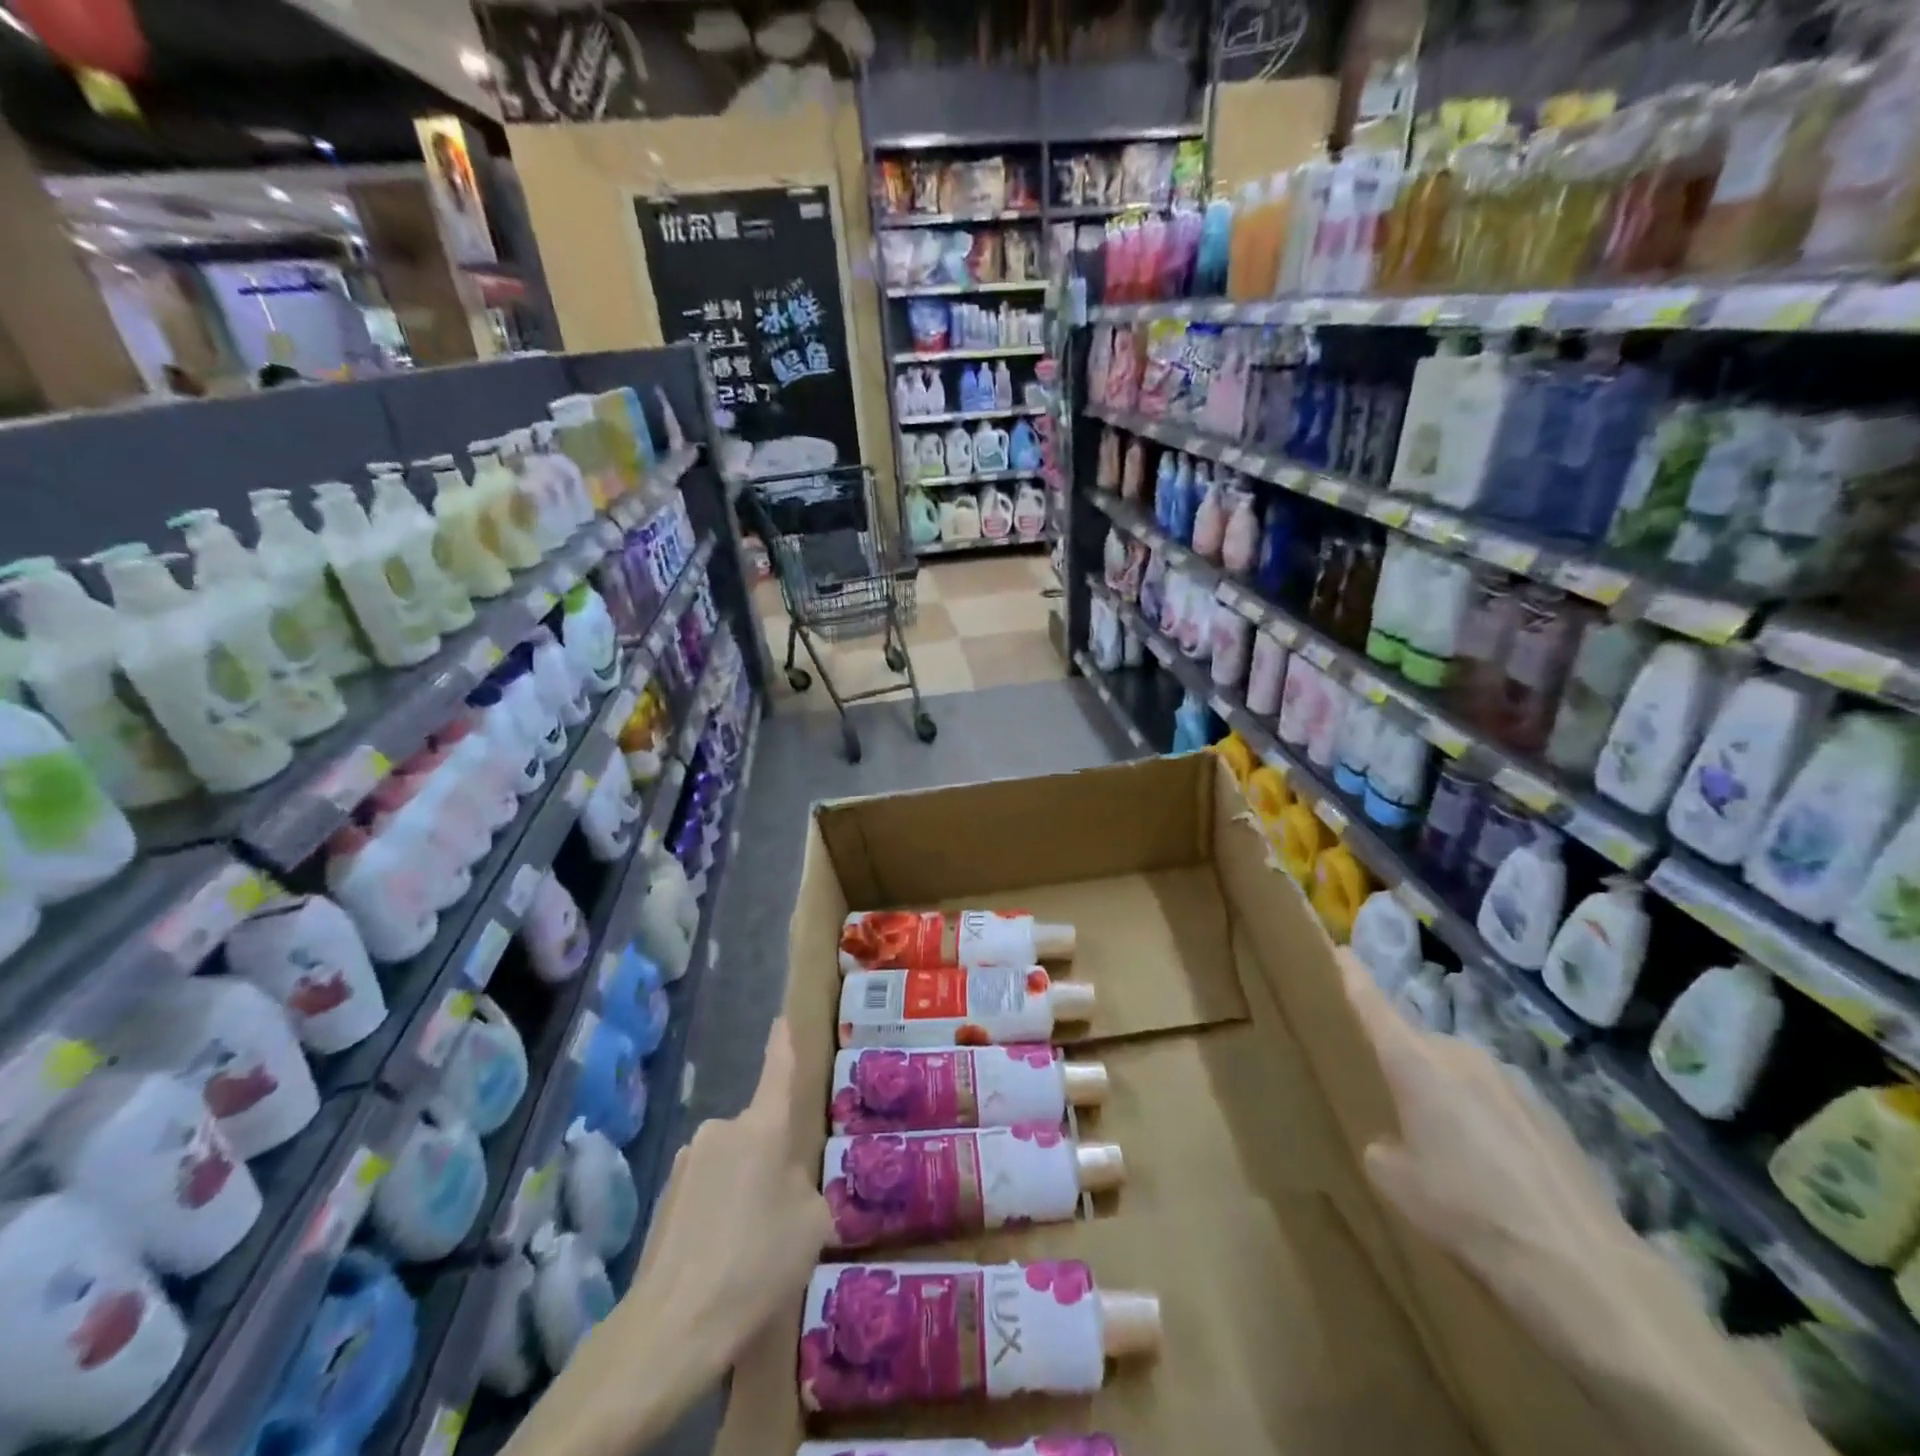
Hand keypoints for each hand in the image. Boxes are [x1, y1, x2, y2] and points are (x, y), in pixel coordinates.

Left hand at [625, 1015, 834, 1372]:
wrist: (671, 1328)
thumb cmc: (756, 1263)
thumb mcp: (811, 1224)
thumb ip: (807, 1191)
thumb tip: (788, 1189)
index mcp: (762, 1127)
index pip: (777, 1071)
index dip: (783, 1044)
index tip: (782, 1019)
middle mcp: (721, 1130)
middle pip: (758, 1133)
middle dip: (771, 1162)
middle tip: (783, 1215)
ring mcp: (687, 1163)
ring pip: (732, 1165)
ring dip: (743, 1191)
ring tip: (749, 1250)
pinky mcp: (664, 1198)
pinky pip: (706, 1193)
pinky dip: (718, 1215)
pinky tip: (720, 1262)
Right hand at [1337, 950, 1627, 1315]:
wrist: (1582, 1270)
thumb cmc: (1467, 1213)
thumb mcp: (1396, 1183)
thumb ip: (1381, 1145)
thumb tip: (1395, 1141)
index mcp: (1415, 1062)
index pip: (1373, 1003)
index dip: (1352, 976)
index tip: (1337, 951)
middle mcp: (1461, 1055)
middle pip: (1417, 1043)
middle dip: (1401, 1064)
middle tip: (1391, 1102)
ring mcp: (1511, 1081)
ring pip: (1458, 1073)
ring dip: (1445, 1095)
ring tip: (1447, 1147)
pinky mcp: (1549, 1113)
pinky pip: (1496, 1101)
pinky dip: (1484, 1121)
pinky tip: (1495, 1171)